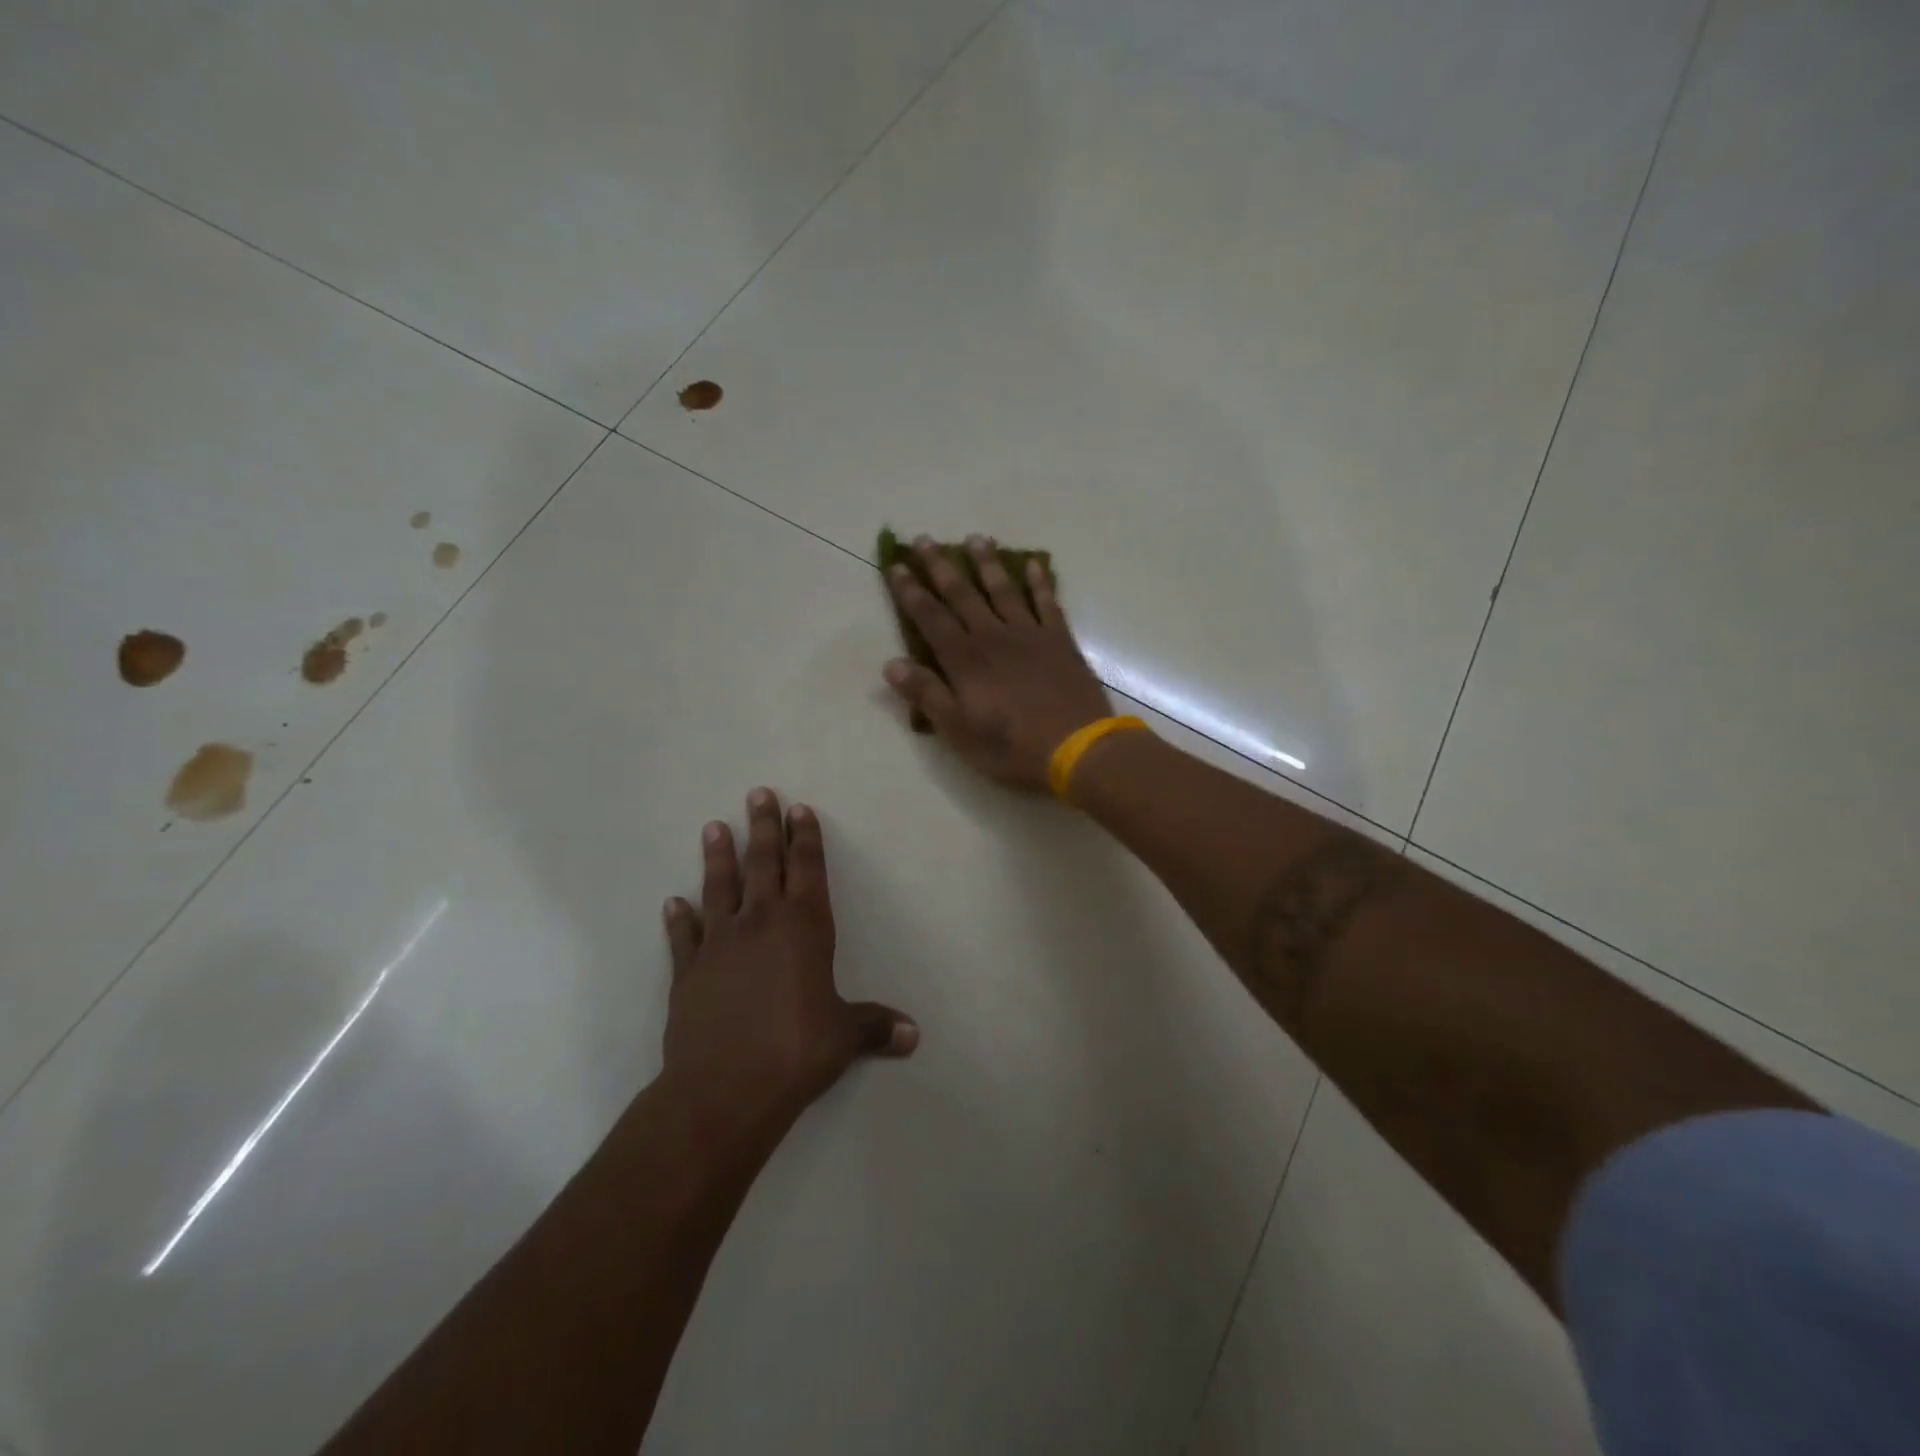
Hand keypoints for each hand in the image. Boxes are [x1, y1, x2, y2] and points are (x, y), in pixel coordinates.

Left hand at [660, 789, 915, 1140]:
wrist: (725, 1088)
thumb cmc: (796, 1050)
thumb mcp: (844, 1036)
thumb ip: (875, 1027)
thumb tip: (914, 1035)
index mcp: (803, 927)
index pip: (807, 870)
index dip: (805, 838)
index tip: (799, 810)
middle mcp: (760, 923)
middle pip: (762, 864)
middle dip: (763, 828)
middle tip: (758, 794)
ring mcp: (719, 944)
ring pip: (719, 888)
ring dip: (718, 857)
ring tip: (714, 827)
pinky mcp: (688, 973)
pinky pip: (684, 938)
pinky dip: (679, 920)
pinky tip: (673, 904)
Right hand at [884, 535, 1114, 790]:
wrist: (1076, 747)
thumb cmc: (1011, 746)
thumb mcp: (958, 730)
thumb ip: (926, 694)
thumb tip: (891, 663)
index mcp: (965, 659)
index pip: (930, 617)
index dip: (910, 591)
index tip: (896, 565)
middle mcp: (993, 636)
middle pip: (962, 594)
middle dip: (941, 566)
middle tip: (924, 539)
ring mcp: (1030, 634)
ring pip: (1003, 589)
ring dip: (987, 563)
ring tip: (976, 538)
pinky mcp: (1060, 640)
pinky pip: (1047, 602)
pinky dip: (1039, 581)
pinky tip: (1034, 563)